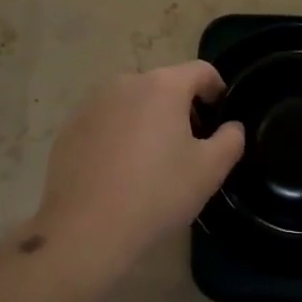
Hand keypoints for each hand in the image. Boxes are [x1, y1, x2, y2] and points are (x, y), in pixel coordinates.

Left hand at [29, 61, 244, 272]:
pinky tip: (118, 171)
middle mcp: (126, 82)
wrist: (84, 230)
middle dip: (181, 108)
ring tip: (151, 161)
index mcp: (163, 85)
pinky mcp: (70, 126)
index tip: (220, 119)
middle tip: (188, 147)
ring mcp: (93, 102)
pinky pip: (106, 120)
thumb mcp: (209, 171)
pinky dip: (118, 134)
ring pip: (133, 102)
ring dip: (148, 120)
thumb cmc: (155, 194)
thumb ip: (230, 140)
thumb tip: (231, 126)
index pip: (201, 71)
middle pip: (165, 85)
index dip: (217, 90)